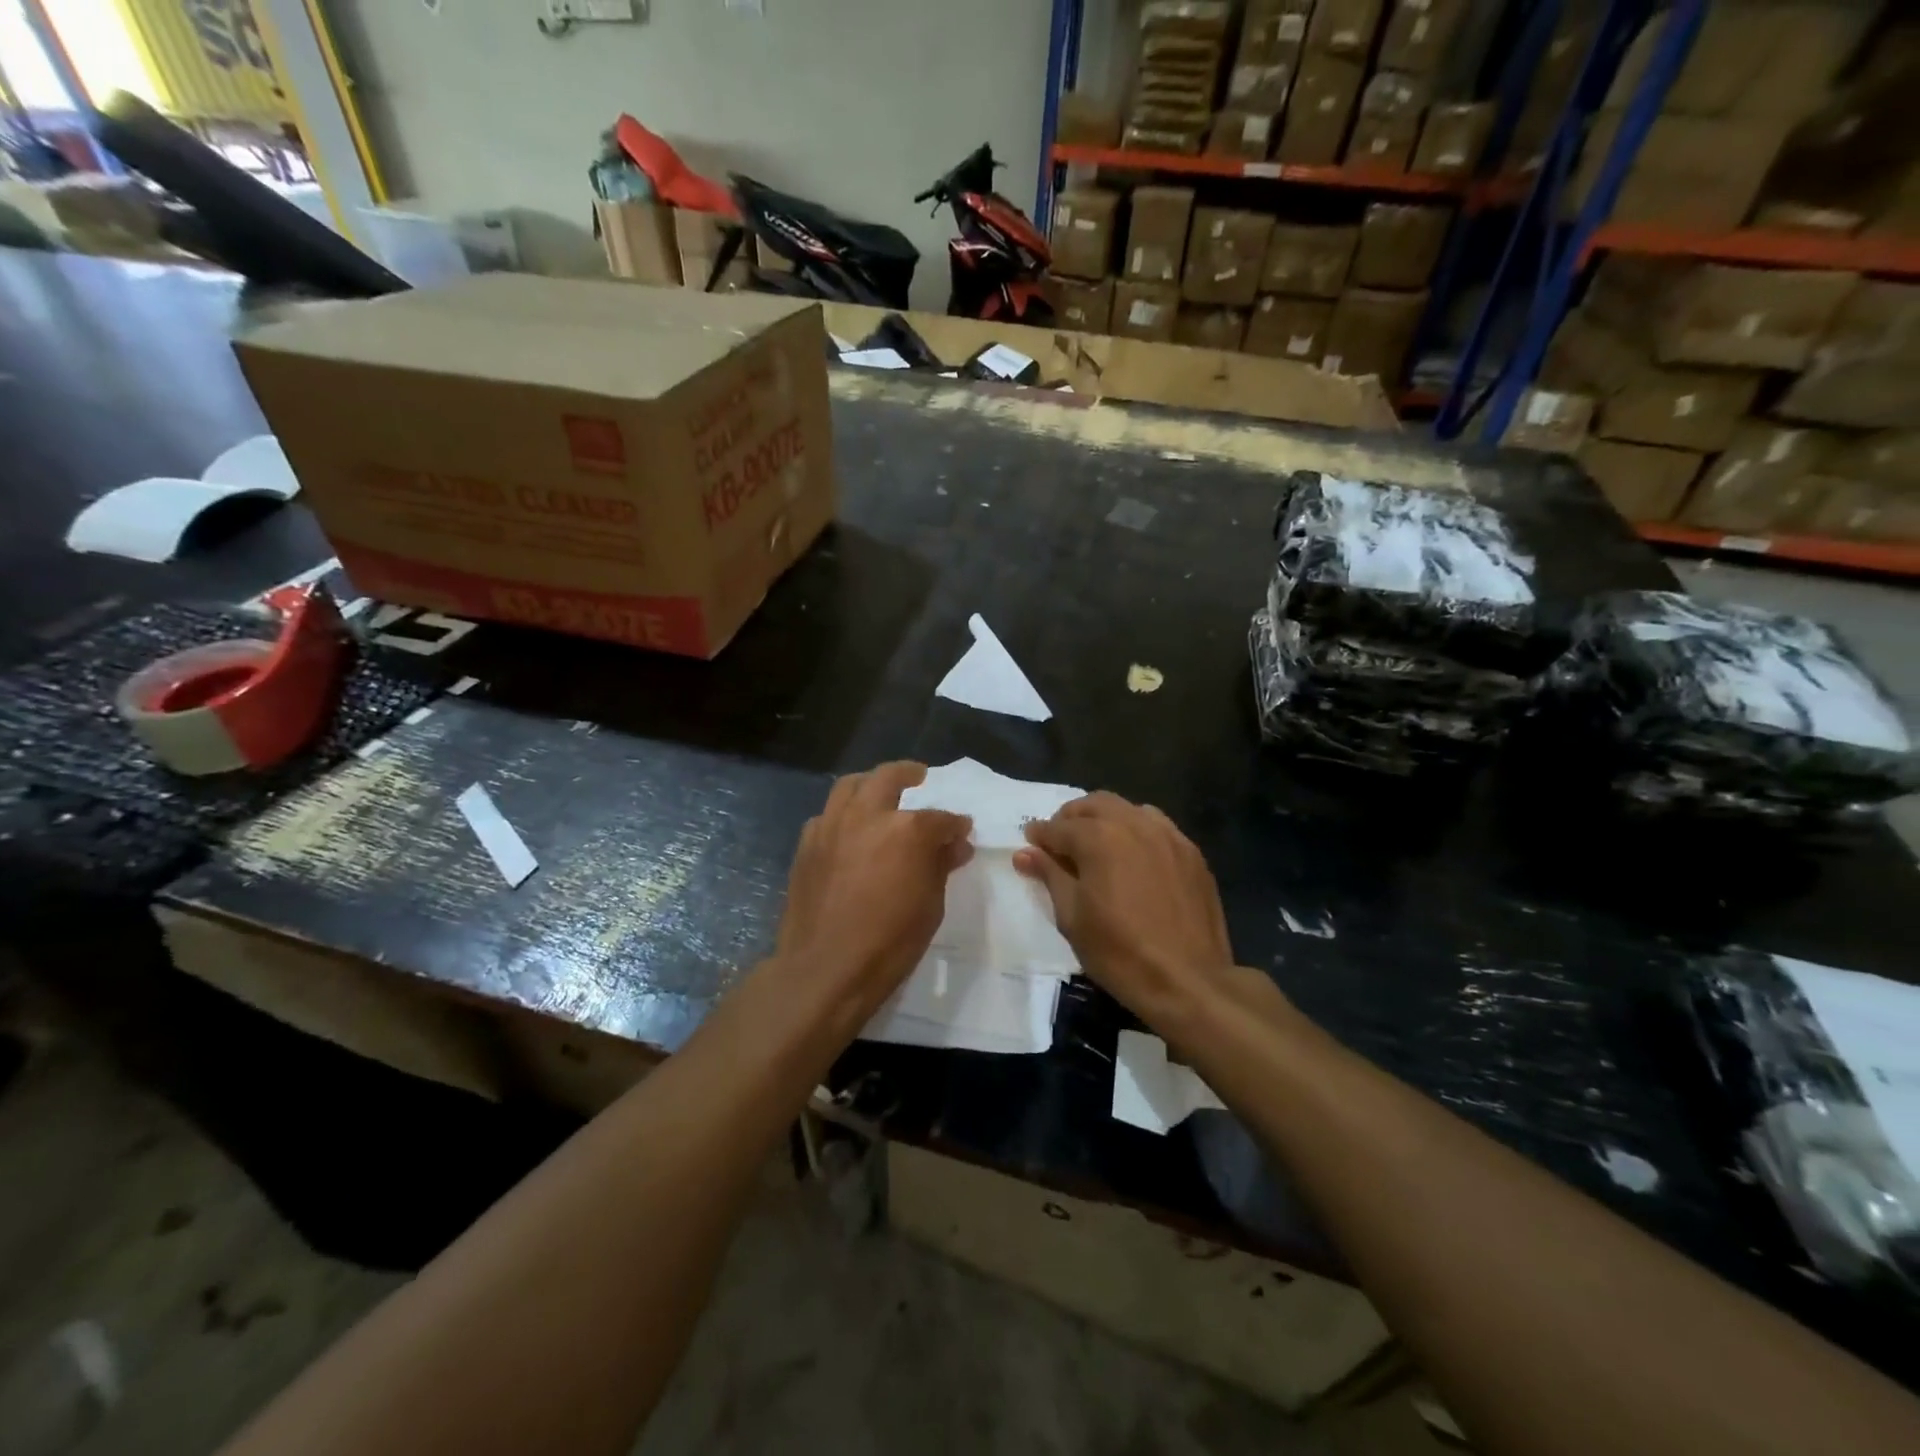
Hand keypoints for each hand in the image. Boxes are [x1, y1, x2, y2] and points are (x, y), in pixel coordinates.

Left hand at [775, 762, 972, 1028]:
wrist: (824, 968)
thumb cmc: (889, 943)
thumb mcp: (930, 906)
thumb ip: (940, 866)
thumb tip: (955, 846)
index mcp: (906, 830)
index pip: (940, 818)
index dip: (955, 824)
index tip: (962, 831)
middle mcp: (867, 816)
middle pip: (888, 778)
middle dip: (908, 773)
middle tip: (919, 776)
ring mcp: (831, 826)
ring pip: (849, 786)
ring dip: (869, 784)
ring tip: (879, 791)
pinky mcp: (806, 844)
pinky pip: (826, 815)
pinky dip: (842, 814)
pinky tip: (848, 831)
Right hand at [1014, 793, 1234, 1032]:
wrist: (1188, 981)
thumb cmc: (1118, 952)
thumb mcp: (1071, 917)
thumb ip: (1050, 875)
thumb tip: (1025, 853)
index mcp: (1099, 837)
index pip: (1059, 827)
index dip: (1040, 836)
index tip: (1030, 844)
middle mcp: (1134, 824)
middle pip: (1094, 805)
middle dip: (1071, 818)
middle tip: (1060, 843)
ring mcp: (1168, 836)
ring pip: (1128, 809)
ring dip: (1105, 819)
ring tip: (1097, 846)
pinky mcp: (1192, 853)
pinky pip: (1158, 827)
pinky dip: (1137, 831)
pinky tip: (1134, 857)